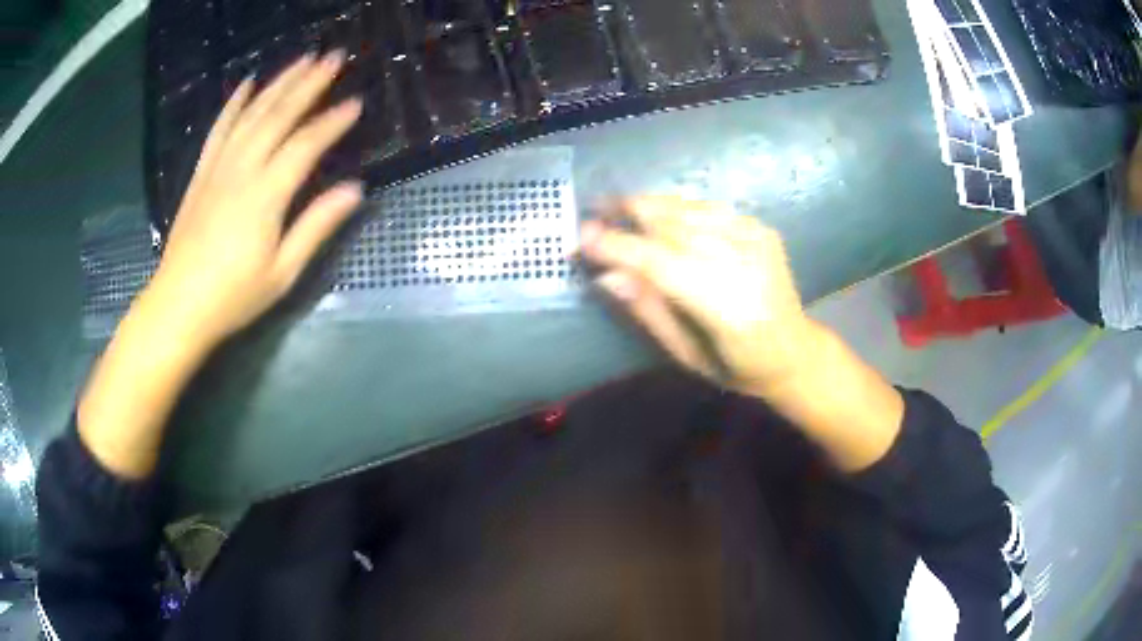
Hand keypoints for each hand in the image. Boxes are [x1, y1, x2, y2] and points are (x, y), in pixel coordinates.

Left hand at [77, 52, 363, 478]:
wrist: (178, 306)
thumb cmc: (233, 297)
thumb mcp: (282, 272)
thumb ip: (317, 226)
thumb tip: (354, 189)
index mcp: (266, 195)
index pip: (306, 145)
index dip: (333, 122)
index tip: (356, 103)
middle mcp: (242, 169)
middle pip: (279, 115)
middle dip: (309, 83)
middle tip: (334, 57)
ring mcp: (218, 167)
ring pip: (252, 113)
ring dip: (279, 82)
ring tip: (303, 59)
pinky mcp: (202, 172)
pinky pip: (219, 128)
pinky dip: (235, 102)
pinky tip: (248, 83)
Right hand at [579, 197, 816, 397]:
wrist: (794, 351)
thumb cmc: (737, 367)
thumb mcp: (687, 355)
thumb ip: (649, 311)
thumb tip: (607, 276)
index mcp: (729, 310)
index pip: (662, 265)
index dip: (619, 248)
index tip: (581, 237)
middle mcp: (746, 265)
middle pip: (675, 227)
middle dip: (628, 214)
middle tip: (594, 210)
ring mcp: (758, 241)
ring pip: (690, 209)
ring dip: (649, 204)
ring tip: (617, 205)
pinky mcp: (762, 229)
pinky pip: (710, 208)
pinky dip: (679, 206)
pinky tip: (659, 211)